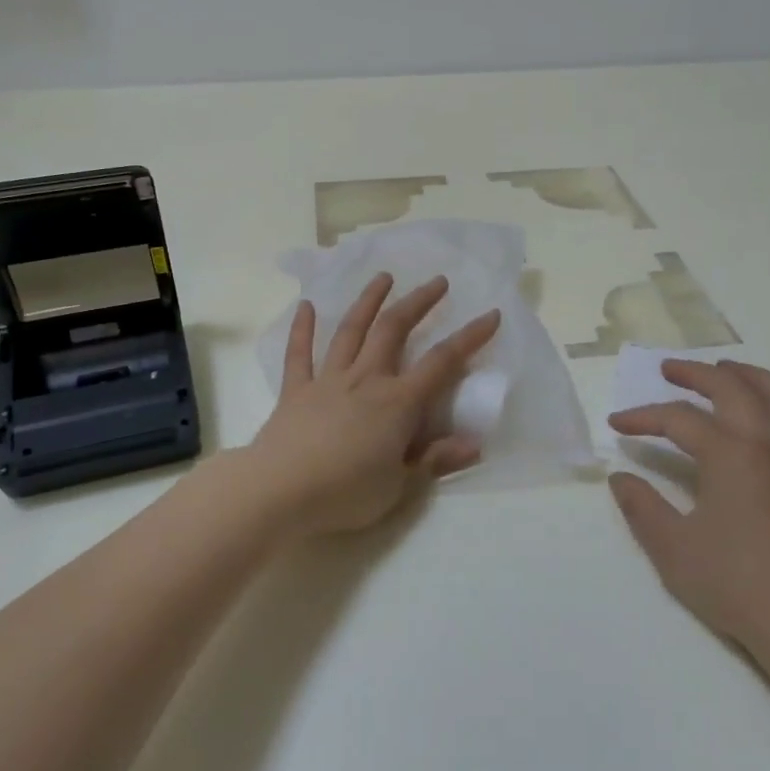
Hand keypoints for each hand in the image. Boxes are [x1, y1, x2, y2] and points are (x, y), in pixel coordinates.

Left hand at [247, 273, 501, 536]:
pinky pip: (299, 354)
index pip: (442, 363)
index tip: (490, 315)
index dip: (469, 337)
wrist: (279, 492)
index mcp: (397, 403)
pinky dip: (302, 328)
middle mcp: (366, 380)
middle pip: (394, 330)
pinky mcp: (296, 390)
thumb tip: (475, 445)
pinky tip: (306, 306)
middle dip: (418, 302)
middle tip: (437, 282)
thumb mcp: (399, 486)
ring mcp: (328, 380)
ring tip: (383, 277)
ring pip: (351, 331)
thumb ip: (435, 460)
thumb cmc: (345, 493)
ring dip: (369, 301)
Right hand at [607, 360, 769, 684]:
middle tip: (667, 370)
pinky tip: (758, 417)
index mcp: (731, 454)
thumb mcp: (671, 547)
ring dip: (747, 374)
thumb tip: (621, 478)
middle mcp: (768, 443)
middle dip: (694, 374)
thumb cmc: (734, 583)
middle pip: (731, 387)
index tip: (616, 425)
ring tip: (723, 371)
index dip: (643, 417)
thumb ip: (641, 506)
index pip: (679, 419)